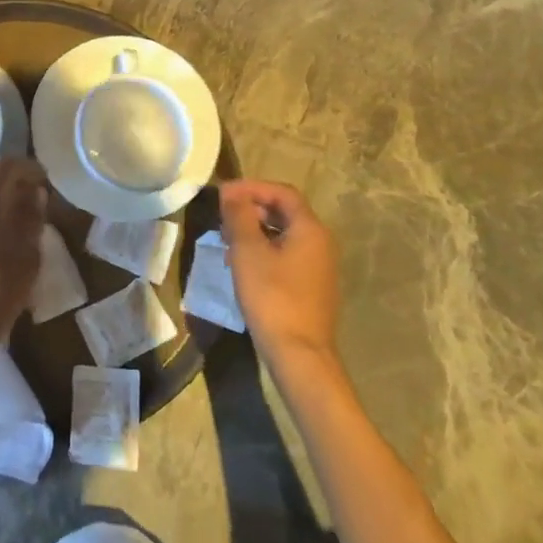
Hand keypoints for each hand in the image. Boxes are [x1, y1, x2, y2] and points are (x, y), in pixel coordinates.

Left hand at [0, 157, 46, 368]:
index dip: (30, 168)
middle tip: (39, 198)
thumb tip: (36, 194)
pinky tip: (2, 231)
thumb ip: (32, 219)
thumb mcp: (26, 256)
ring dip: (1, 196)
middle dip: (16, 182)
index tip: (47, 180)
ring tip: (24, 217)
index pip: (8, 164)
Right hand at [220, 180, 341, 375]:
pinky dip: (263, 249)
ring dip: (254, 229)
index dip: (251, 187)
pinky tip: (241, 263)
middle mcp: (321, 243)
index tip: (223, 194)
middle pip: (285, 212)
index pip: (282, 192)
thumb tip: (231, 192)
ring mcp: (318, 267)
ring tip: (226, 239)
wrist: (299, 354)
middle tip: (222, 215)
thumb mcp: (248, 251)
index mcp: (310, 229)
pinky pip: (286, 254)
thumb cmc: (272, 296)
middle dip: (251, 208)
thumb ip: (239, 215)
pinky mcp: (311, 286)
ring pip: (283, 234)